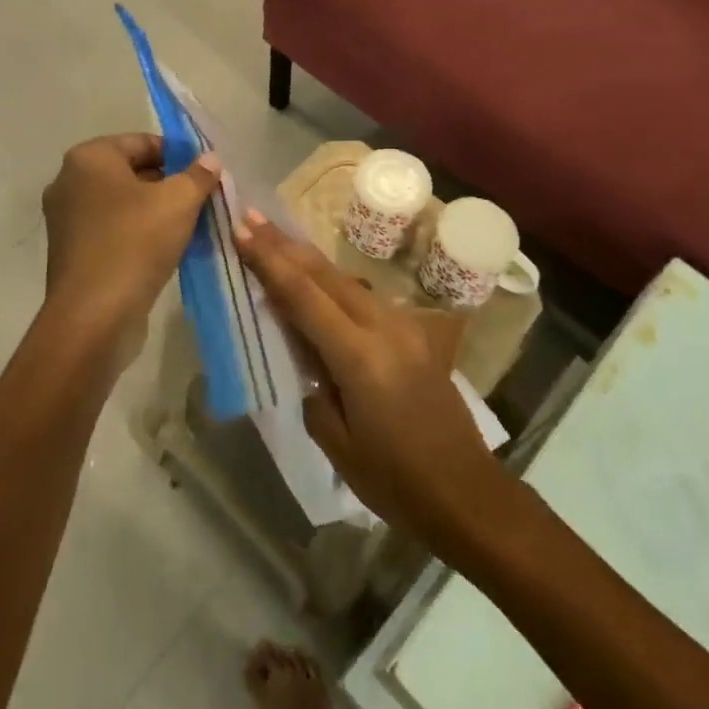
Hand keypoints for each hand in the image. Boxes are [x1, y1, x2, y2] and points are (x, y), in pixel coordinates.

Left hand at [40, 134, 219, 365]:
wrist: (93, 317)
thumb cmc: (135, 243)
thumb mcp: (179, 202)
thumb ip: (198, 175)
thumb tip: (210, 160)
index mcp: (89, 158)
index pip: (143, 142)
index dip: (180, 155)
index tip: (207, 175)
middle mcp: (69, 182)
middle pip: (132, 171)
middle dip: (169, 184)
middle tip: (203, 200)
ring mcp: (66, 219)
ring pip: (123, 203)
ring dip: (157, 211)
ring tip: (191, 226)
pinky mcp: (72, 252)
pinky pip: (112, 230)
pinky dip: (138, 233)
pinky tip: (167, 249)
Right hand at [236, 215, 503, 543]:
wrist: (465, 491)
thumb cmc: (395, 479)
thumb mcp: (336, 440)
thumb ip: (312, 383)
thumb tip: (301, 348)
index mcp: (359, 356)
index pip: (303, 295)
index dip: (269, 260)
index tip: (242, 229)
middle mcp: (383, 326)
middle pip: (324, 274)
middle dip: (284, 244)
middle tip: (251, 217)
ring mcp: (403, 325)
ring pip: (345, 279)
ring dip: (307, 258)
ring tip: (274, 239)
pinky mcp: (413, 332)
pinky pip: (362, 296)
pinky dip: (331, 282)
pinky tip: (315, 280)